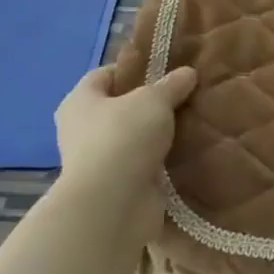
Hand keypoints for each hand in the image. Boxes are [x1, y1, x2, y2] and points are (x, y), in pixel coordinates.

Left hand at [52, 64, 197, 236]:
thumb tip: (188, 73)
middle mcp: (83, 130)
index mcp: (80, 102)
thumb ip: (172, 84)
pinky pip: (145, 163)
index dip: (133, 69)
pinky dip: (163, 158)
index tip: (165, 69)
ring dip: (159, 133)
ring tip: (193, 120)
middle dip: (151, 103)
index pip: (104, 75)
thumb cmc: (124, 137)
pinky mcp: (119, 185)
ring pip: (135, 136)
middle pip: (121, 107)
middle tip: (185, 94)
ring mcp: (100, 160)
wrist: (114, 204)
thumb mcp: (154, 100)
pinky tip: (189, 149)